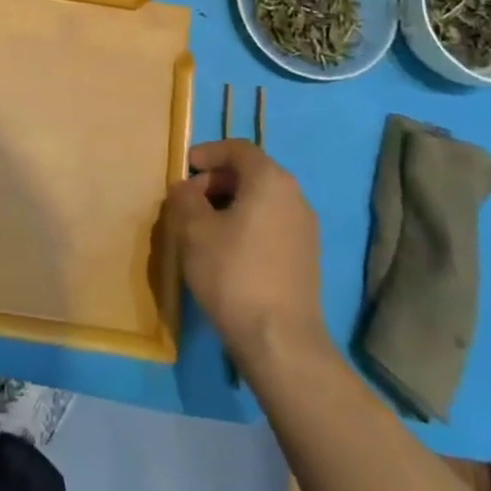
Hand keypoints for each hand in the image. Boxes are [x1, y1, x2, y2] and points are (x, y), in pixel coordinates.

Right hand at [165, 139, 329, 367]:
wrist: (280, 341)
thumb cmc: (233, 273)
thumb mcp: (193, 230)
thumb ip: (184, 198)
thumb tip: (185, 188)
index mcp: (270, 180)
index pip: (238, 149)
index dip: (208, 152)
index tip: (184, 168)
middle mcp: (295, 197)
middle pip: (251, 173)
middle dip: (216, 181)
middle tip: (188, 200)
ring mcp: (305, 229)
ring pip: (261, 201)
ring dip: (230, 205)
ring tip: (202, 228)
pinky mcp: (306, 257)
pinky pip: (271, 224)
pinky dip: (246, 225)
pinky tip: (225, 252)